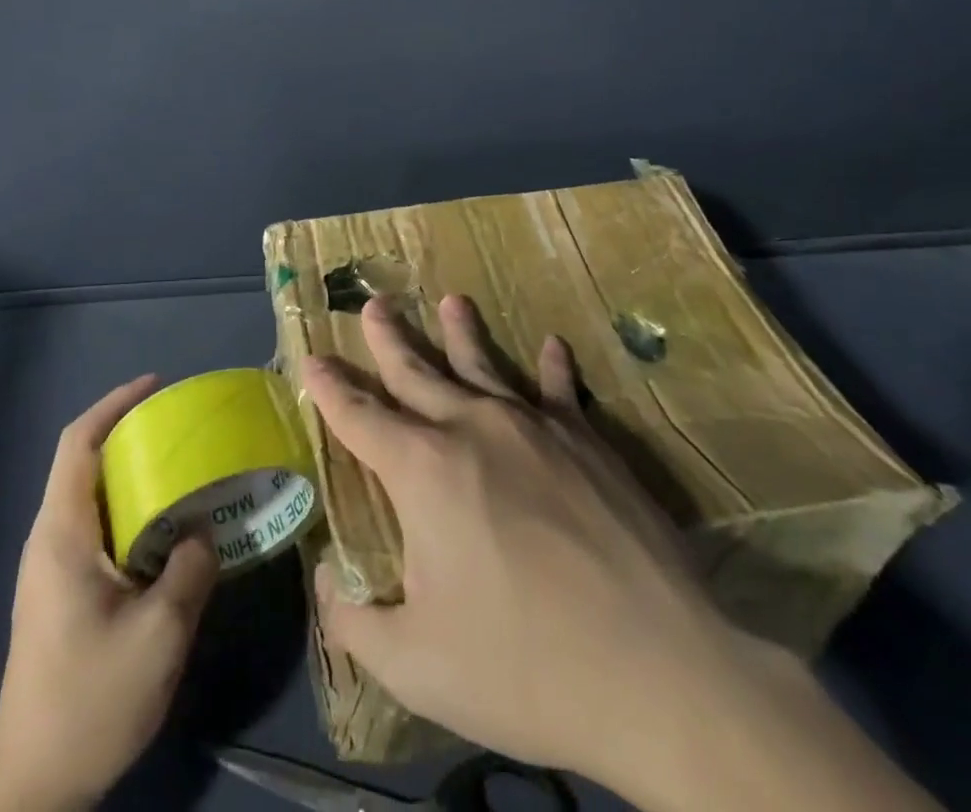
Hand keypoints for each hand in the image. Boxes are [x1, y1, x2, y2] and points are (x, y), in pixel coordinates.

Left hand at [0, 377, 218, 811]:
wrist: (33, 785)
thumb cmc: (90, 700)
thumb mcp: (158, 635)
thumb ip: (189, 569)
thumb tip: (203, 530)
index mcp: (61, 534)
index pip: (78, 444)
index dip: (114, 405)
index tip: (155, 386)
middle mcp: (49, 539)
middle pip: (84, 462)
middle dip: (130, 434)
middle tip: (183, 429)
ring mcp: (51, 568)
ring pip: (92, 495)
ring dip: (133, 474)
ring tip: (184, 470)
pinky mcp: (60, 592)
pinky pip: (97, 527)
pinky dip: (131, 510)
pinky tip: (167, 529)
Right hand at [303, 296, 941, 811]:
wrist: (659, 672)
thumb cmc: (525, 667)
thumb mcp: (417, 666)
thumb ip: (356, 620)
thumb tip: (327, 582)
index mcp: (424, 471)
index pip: (360, 416)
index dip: (330, 388)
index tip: (311, 358)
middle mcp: (473, 429)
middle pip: (418, 372)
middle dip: (388, 340)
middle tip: (371, 305)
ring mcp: (535, 428)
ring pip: (484, 366)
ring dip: (462, 333)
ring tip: (451, 299)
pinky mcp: (588, 442)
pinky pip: (562, 390)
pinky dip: (553, 366)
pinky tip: (552, 345)